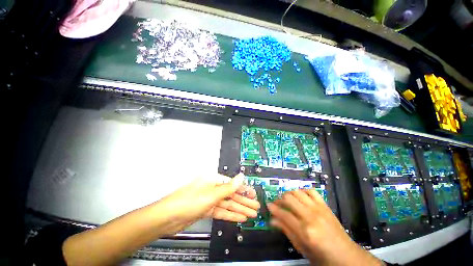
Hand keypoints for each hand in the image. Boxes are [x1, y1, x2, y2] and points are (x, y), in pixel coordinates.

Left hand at [155, 173, 259, 234]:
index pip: (232, 184)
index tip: (253, 194)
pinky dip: (230, 215)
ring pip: (228, 204)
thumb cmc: (188, 201)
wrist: (167, 218)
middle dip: (244, 201)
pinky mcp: (206, 210)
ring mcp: (209, 200)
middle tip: (256, 206)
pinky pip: (221, 211)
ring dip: (239, 209)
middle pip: (231, 194)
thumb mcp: (212, 194)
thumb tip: (241, 177)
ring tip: (251, 214)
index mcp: (213, 180)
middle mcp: (212, 188)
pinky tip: (239, 217)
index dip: (244, 190)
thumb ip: (229, 187)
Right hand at [268, 189, 382, 265]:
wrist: (346, 256)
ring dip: (289, 194)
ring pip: (297, 192)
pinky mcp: (325, 205)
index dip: (273, 208)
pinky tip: (300, 196)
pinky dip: (303, 191)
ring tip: (287, 199)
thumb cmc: (322, 257)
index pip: (283, 214)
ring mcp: (319, 209)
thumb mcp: (302, 249)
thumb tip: (272, 221)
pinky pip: (311, 191)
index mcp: (305, 231)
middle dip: (279, 199)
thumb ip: (286, 232)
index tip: (268, 205)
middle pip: (289, 199)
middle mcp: (311, 216)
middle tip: (277, 203)